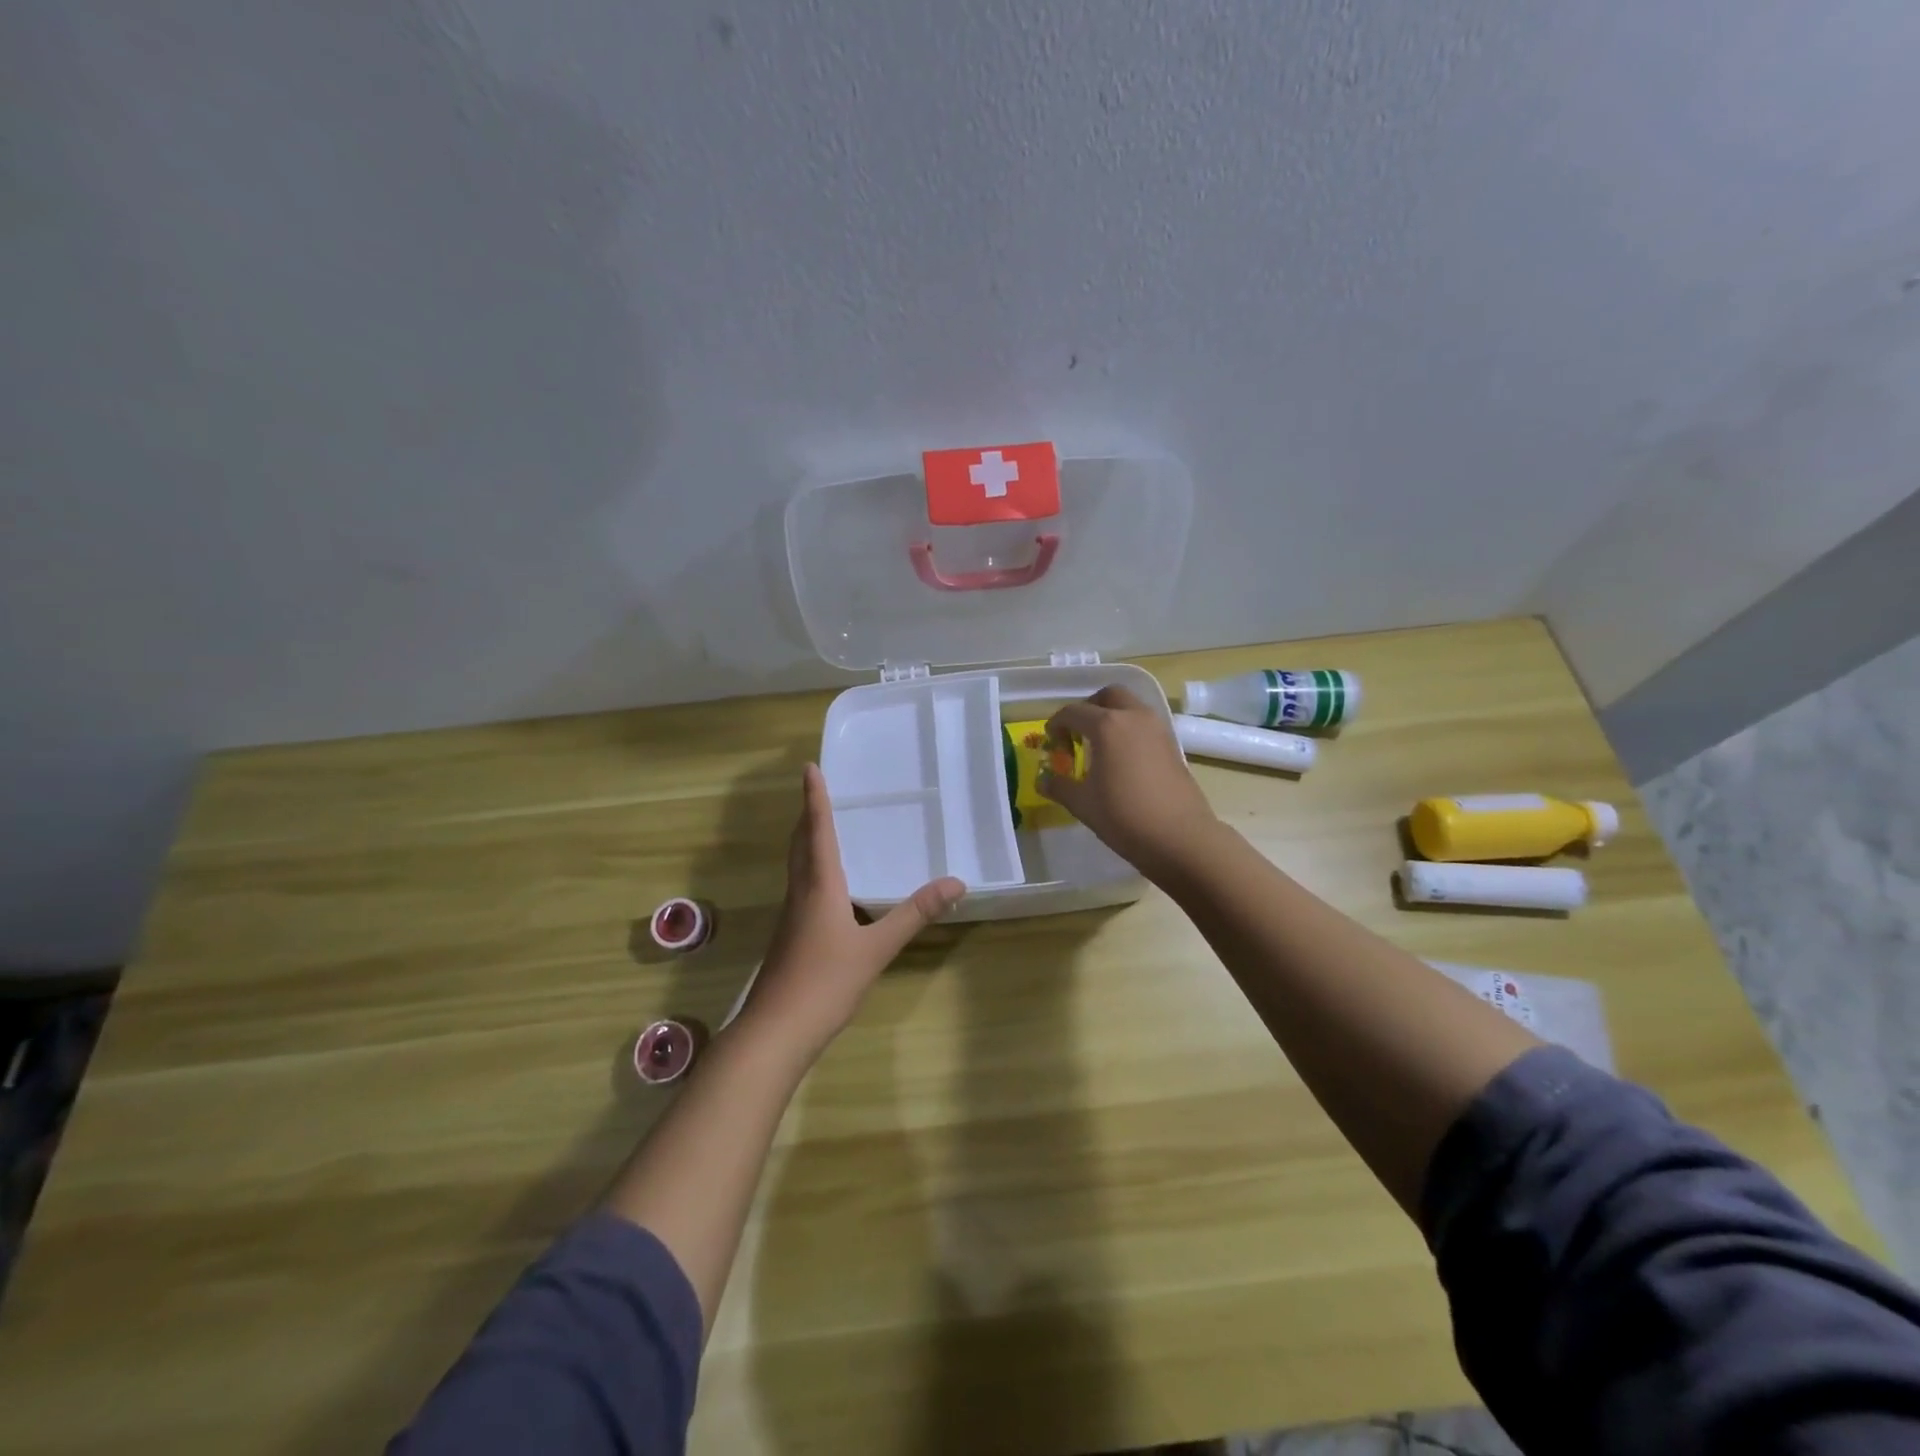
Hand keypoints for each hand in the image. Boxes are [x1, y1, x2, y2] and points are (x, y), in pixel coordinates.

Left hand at [736, 764, 964, 1062]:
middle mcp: (800, 893)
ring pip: (797, 866)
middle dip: (808, 816)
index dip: (815, 799)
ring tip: (823, 829)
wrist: (776, 1031)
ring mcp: (791, 916)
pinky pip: (801, 888)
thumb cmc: (825, 982)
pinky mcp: (789, 936)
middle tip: (817, 792)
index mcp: (819, 886)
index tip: (809, 768)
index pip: (817, 831)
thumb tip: (955, 882)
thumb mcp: (877, 948)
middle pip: (800, 844)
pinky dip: (812, 870)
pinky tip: (829, 888)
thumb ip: (914, 914)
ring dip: (807, 841)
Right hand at [1040, 685, 1219, 875]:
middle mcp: (1134, 717)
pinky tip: (1122, 761)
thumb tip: (1043, 780)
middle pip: (1108, 696)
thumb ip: (1059, 786)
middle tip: (1078, 733)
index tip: (1051, 742)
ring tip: (1100, 748)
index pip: (1074, 712)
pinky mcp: (1172, 745)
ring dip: (1112, 717)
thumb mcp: (1082, 803)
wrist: (1180, 837)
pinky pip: (1145, 725)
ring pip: (1131, 707)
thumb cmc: (1124, 816)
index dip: (1057, 724)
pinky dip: (1129, 731)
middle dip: (1089, 708)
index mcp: (1107, 726)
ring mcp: (1158, 729)